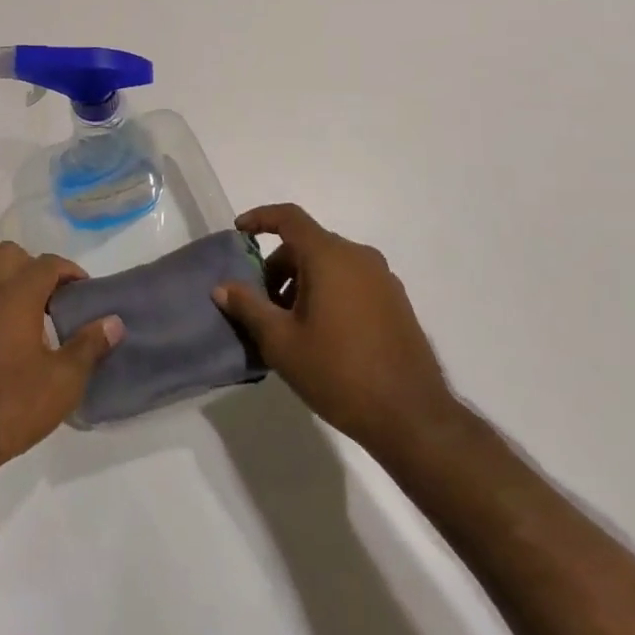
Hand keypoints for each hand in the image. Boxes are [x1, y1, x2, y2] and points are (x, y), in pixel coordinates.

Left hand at [0, 241, 122, 478]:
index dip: (68, 271)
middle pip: (7, 253)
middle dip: (29, 266)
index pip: (48, 264)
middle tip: (45, 296)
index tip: (81, 290)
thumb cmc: (14, 405)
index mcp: (18, 295)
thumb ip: (89, 346)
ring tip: (2, 294)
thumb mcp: (64, 382)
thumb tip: (114, 322)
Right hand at [214, 204, 463, 458]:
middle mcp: (359, 257)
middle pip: (308, 244)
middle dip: (278, 266)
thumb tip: (222, 287)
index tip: (239, 232)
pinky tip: (321, 333)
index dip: (260, 218)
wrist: (412, 417)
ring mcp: (383, 279)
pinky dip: (328, 291)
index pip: (289, 217)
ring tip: (289, 323)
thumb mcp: (281, 342)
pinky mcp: (397, 302)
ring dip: (303, 281)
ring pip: (331, 264)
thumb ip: (248, 307)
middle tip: (261, 302)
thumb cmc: (338, 372)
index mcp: (329, 256)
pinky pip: (352, 281)